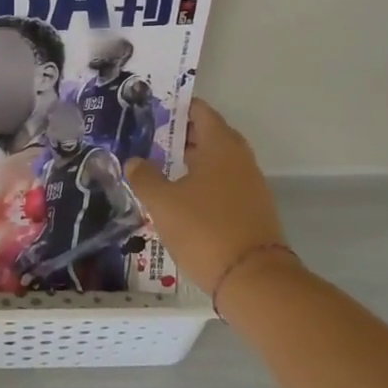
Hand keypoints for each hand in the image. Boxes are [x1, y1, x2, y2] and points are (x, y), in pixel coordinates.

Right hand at [124, 99, 291, 294]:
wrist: (254, 280)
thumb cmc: (204, 229)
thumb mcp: (162, 202)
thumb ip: (144, 177)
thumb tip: (134, 162)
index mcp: (221, 147)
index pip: (201, 112)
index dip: (178, 108)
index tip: (153, 110)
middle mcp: (240, 160)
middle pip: (210, 135)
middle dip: (182, 135)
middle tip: (151, 138)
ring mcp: (250, 186)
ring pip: (217, 162)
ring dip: (192, 160)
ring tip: (161, 168)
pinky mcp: (252, 210)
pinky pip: (224, 184)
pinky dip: (203, 182)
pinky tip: (181, 198)